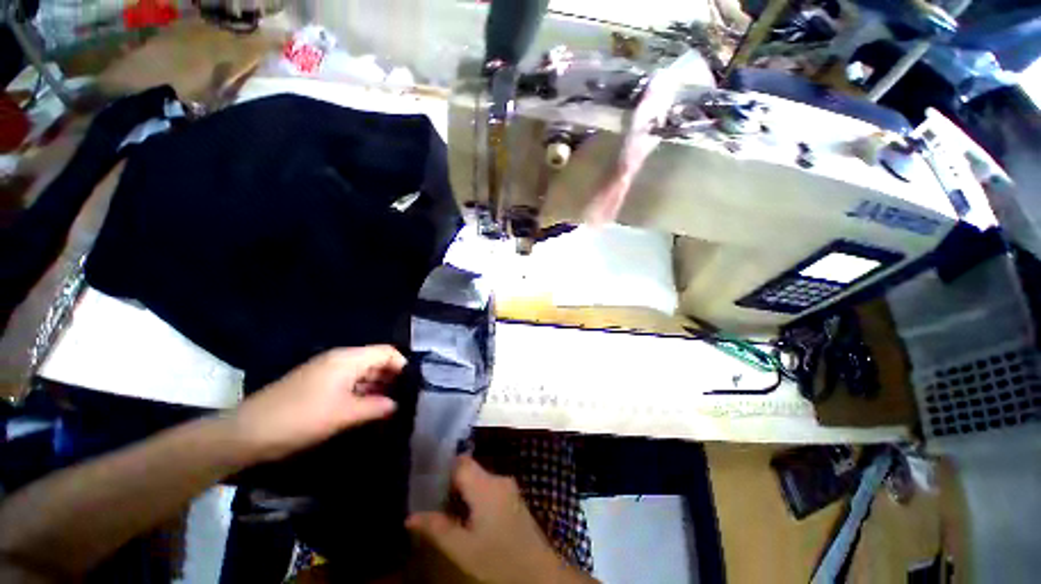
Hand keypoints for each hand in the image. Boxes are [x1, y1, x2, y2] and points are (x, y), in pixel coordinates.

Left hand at [232, 345, 405, 461]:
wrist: (247, 432)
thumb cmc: (301, 419)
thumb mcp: (344, 414)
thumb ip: (376, 406)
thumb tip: (396, 404)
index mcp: (348, 359)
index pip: (387, 352)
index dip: (402, 366)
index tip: (411, 386)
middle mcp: (339, 359)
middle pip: (375, 360)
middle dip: (391, 377)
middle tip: (403, 398)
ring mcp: (326, 370)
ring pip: (362, 372)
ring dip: (376, 386)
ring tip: (388, 406)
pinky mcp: (317, 383)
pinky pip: (348, 382)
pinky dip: (361, 392)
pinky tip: (366, 408)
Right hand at [407, 456, 594, 583]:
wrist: (540, 575)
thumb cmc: (499, 561)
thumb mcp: (463, 550)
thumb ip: (437, 529)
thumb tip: (409, 517)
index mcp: (486, 485)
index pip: (460, 462)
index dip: (442, 468)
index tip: (424, 480)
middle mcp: (499, 479)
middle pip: (469, 470)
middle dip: (450, 484)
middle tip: (430, 500)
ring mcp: (509, 489)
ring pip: (479, 481)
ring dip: (462, 493)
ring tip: (443, 510)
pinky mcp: (513, 500)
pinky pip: (488, 490)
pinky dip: (475, 499)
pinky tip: (466, 518)